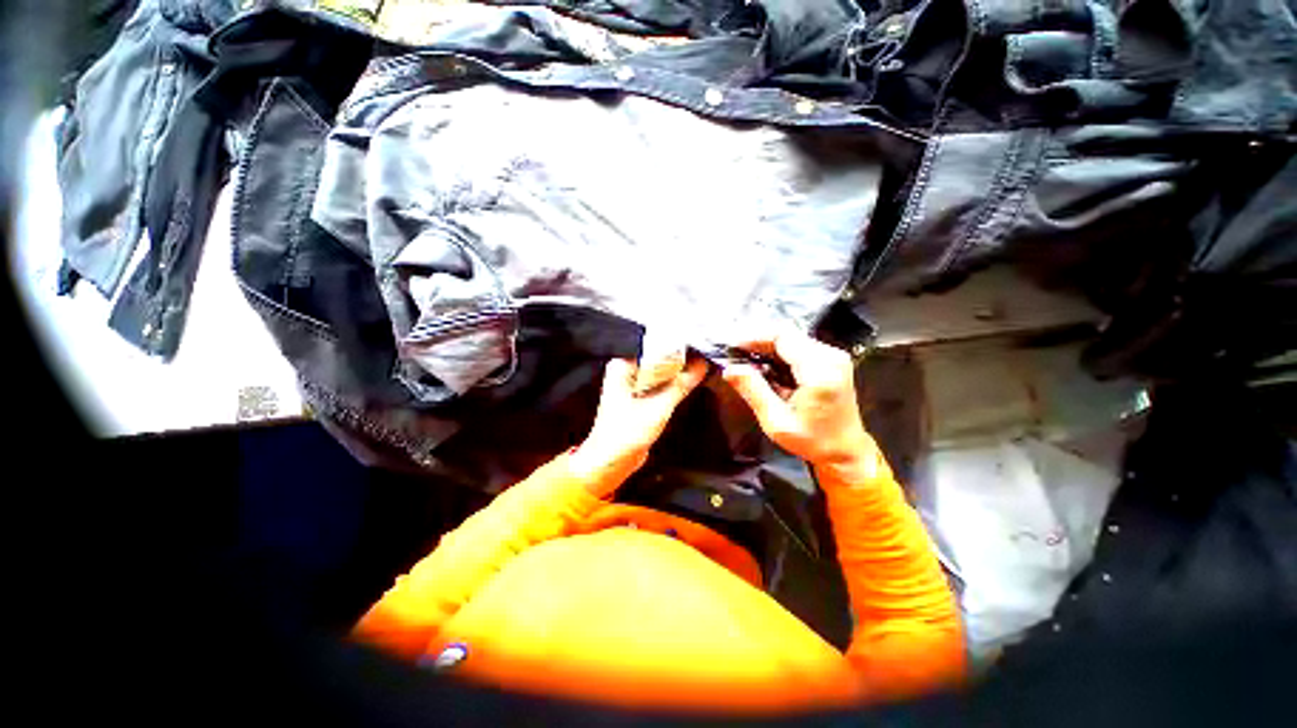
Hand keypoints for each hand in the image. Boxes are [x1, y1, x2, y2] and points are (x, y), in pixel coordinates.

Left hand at [569, 357, 708, 495]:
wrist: (610, 462)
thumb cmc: (627, 433)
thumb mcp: (659, 406)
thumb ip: (681, 384)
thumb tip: (702, 365)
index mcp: (622, 366)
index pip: (654, 348)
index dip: (677, 348)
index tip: (699, 347)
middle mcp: (625, 371)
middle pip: (658, 359)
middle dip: (679, 361)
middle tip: (704, 357)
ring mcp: (631, 384)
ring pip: (660, 373)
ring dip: (677, 374)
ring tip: (701, 367)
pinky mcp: (638, 398)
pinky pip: (658, 385)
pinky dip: (671, 385)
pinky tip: (689, 382)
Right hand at [720, 332, 881, 484]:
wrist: (846, 451)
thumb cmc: (812, 441)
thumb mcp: (776, 421)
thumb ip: (753, 391)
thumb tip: (729, 368)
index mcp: (819, 370)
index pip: (782, 336)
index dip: (754, 337)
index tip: (732, 347)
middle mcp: (830, 356)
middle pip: (787, 334)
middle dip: (758, 342)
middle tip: (735, 355)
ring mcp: (833, 356)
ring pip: (791, 339)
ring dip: (767, 348)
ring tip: (746, 361)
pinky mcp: (831, 360)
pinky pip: (799, 347)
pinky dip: (778, 353)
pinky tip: (765, 367)